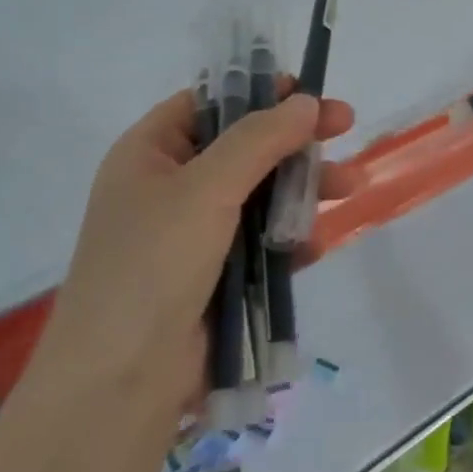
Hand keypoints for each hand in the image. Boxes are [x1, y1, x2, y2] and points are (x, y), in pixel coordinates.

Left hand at [34, 85, 356, 421]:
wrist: (122, 379)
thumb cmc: (153, 264)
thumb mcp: (206, 188)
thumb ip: (259, 140)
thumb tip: (308, 103)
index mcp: (150, 153)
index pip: (210, 103)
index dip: (260, 92)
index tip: (310, 93)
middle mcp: (169, 187)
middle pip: (243, 148)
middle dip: (295, 142)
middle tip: (346, 130)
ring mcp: (192, 235)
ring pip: (260, 196)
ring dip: (303, 190)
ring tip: (349, 187)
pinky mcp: (216, 276)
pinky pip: (261, 243)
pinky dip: (289, 239)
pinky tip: (317, 244)